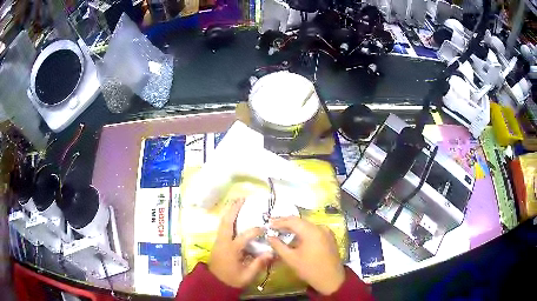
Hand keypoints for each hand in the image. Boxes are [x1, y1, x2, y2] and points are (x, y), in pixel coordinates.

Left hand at [208, 198, 272, 287]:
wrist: (214, 283)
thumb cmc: (231, 280)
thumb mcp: (246, 276)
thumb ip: (258, 264)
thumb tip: (271, 252)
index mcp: (231, 250)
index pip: (244, 236)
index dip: (255, 230)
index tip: (265, 228)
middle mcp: (223, 242)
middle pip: (227, 222)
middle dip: (233, 209)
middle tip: (242, 199)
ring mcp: (218, 241)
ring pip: (223, 223)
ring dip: (230, 212)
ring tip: (237, 202)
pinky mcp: (218, 243)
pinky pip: (223, 227)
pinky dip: (228, 219)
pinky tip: (234, 216)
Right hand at [267, 216, 344, 294]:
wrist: (331, 279)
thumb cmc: (310, 269)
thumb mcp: (291, 259)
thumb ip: (278, 246)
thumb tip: (269, 236)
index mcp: (311, 231)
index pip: (292, 221)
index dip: (279, 221)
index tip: (268, 223)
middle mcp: (320, 227)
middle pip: (300, 221)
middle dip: (286, 222)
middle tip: (273, 224)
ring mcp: (326, 231)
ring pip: (307, 225)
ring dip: (294, 226)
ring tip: (282, 229)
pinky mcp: (329, 237)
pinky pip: (313, 230)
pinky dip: (303, 231)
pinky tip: (295, 236)